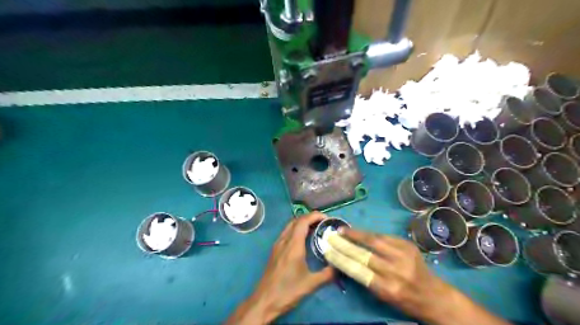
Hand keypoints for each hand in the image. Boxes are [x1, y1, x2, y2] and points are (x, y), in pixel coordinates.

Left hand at [226, 212, 335, 322]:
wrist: (264, 300)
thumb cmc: (287, 290)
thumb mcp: (311, 284)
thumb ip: (327, 274)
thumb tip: (340, 266)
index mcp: (293, 245)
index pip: (303, 221)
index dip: (315, 216)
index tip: (327, 219)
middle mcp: (284, 241)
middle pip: (296, 220)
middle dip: (310, 217)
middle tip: (323, 223)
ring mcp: (278, 245)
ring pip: (290, 226)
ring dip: (303, 223)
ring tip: (316, 229)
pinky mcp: (275, 250)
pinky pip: (287, 233)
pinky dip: (297, 230)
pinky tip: (304, 240)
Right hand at [340, 228, 508, 324]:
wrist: (433, 295)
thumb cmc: (404, 300)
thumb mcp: (383, 296)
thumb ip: (365, 278)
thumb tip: (345, 260)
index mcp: (387, 288)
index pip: (357, 270)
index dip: (339, 258)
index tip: (327, 250)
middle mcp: (396, 271)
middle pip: (363, 254)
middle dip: (343, 244)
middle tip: (330, 236)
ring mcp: (404, 255)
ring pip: (373, 240)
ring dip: (355, 234)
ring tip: (342, 230)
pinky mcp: (408, 245)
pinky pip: (384, 236)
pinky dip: (369, 234)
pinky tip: (359, 232)